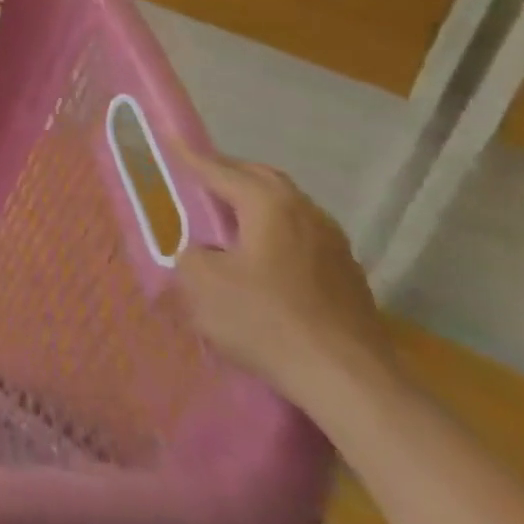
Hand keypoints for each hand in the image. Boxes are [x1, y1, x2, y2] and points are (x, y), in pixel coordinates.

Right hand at [174, 147, 395, 408]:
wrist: (352, 384)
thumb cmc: (268, 322)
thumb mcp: (202, 286)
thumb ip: (190, 256)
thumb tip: (202, 253)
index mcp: (267, 203)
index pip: (218, 169)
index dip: (189, 156)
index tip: (170, 139)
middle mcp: (304, 211)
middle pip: (260, 178)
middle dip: (228, 173)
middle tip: (200, 178)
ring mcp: (334, 244)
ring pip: (286, 206)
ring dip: (256, 205)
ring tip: (230, 219)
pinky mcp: (349, 276)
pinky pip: (302, 236)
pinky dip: (277, 233)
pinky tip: (264, 259)